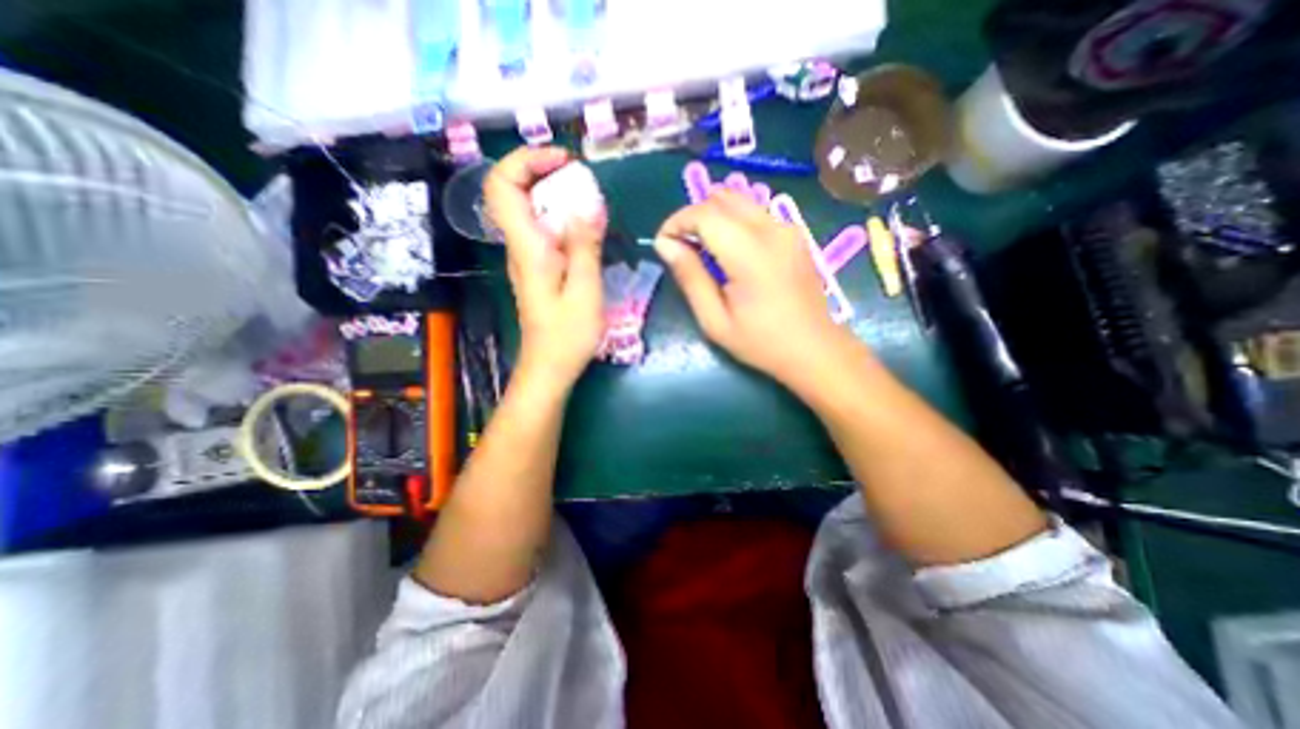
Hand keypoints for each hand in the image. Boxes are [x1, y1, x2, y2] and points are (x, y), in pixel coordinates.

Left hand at [487, 142, 610, 389]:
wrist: (549, 367)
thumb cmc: (567, 335)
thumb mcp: (585, 291)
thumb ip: (585, 246)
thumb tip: (587, 203)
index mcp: (526, 248)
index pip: (501, 186)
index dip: (526, 161)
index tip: (564, 162)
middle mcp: (519, 246)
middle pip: (512, 190)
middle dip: (543, 171)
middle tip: (580, 177)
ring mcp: (526, 257)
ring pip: (528, 209)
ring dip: (554, 193)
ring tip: (588, 198)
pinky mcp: (538, 267)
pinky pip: (542, 229)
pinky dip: (561, 216)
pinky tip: (585, 227)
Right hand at [651, 190, 856, 390]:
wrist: (814, 349)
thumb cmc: (761, 342)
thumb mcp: (715, 320)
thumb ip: (690, 277)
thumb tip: (665, 244)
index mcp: (750, 253)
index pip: (704, 214)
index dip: (676, 222)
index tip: (663, 245)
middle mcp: (771, 229)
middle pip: (721, 198)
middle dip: (692, 216)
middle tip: (681, 248)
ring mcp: (787, 228)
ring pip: (739, 200)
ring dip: (712, 216)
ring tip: (703, 249)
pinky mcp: (794, 233)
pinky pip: (755, 212)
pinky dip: (732, 221)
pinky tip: (729, 251)